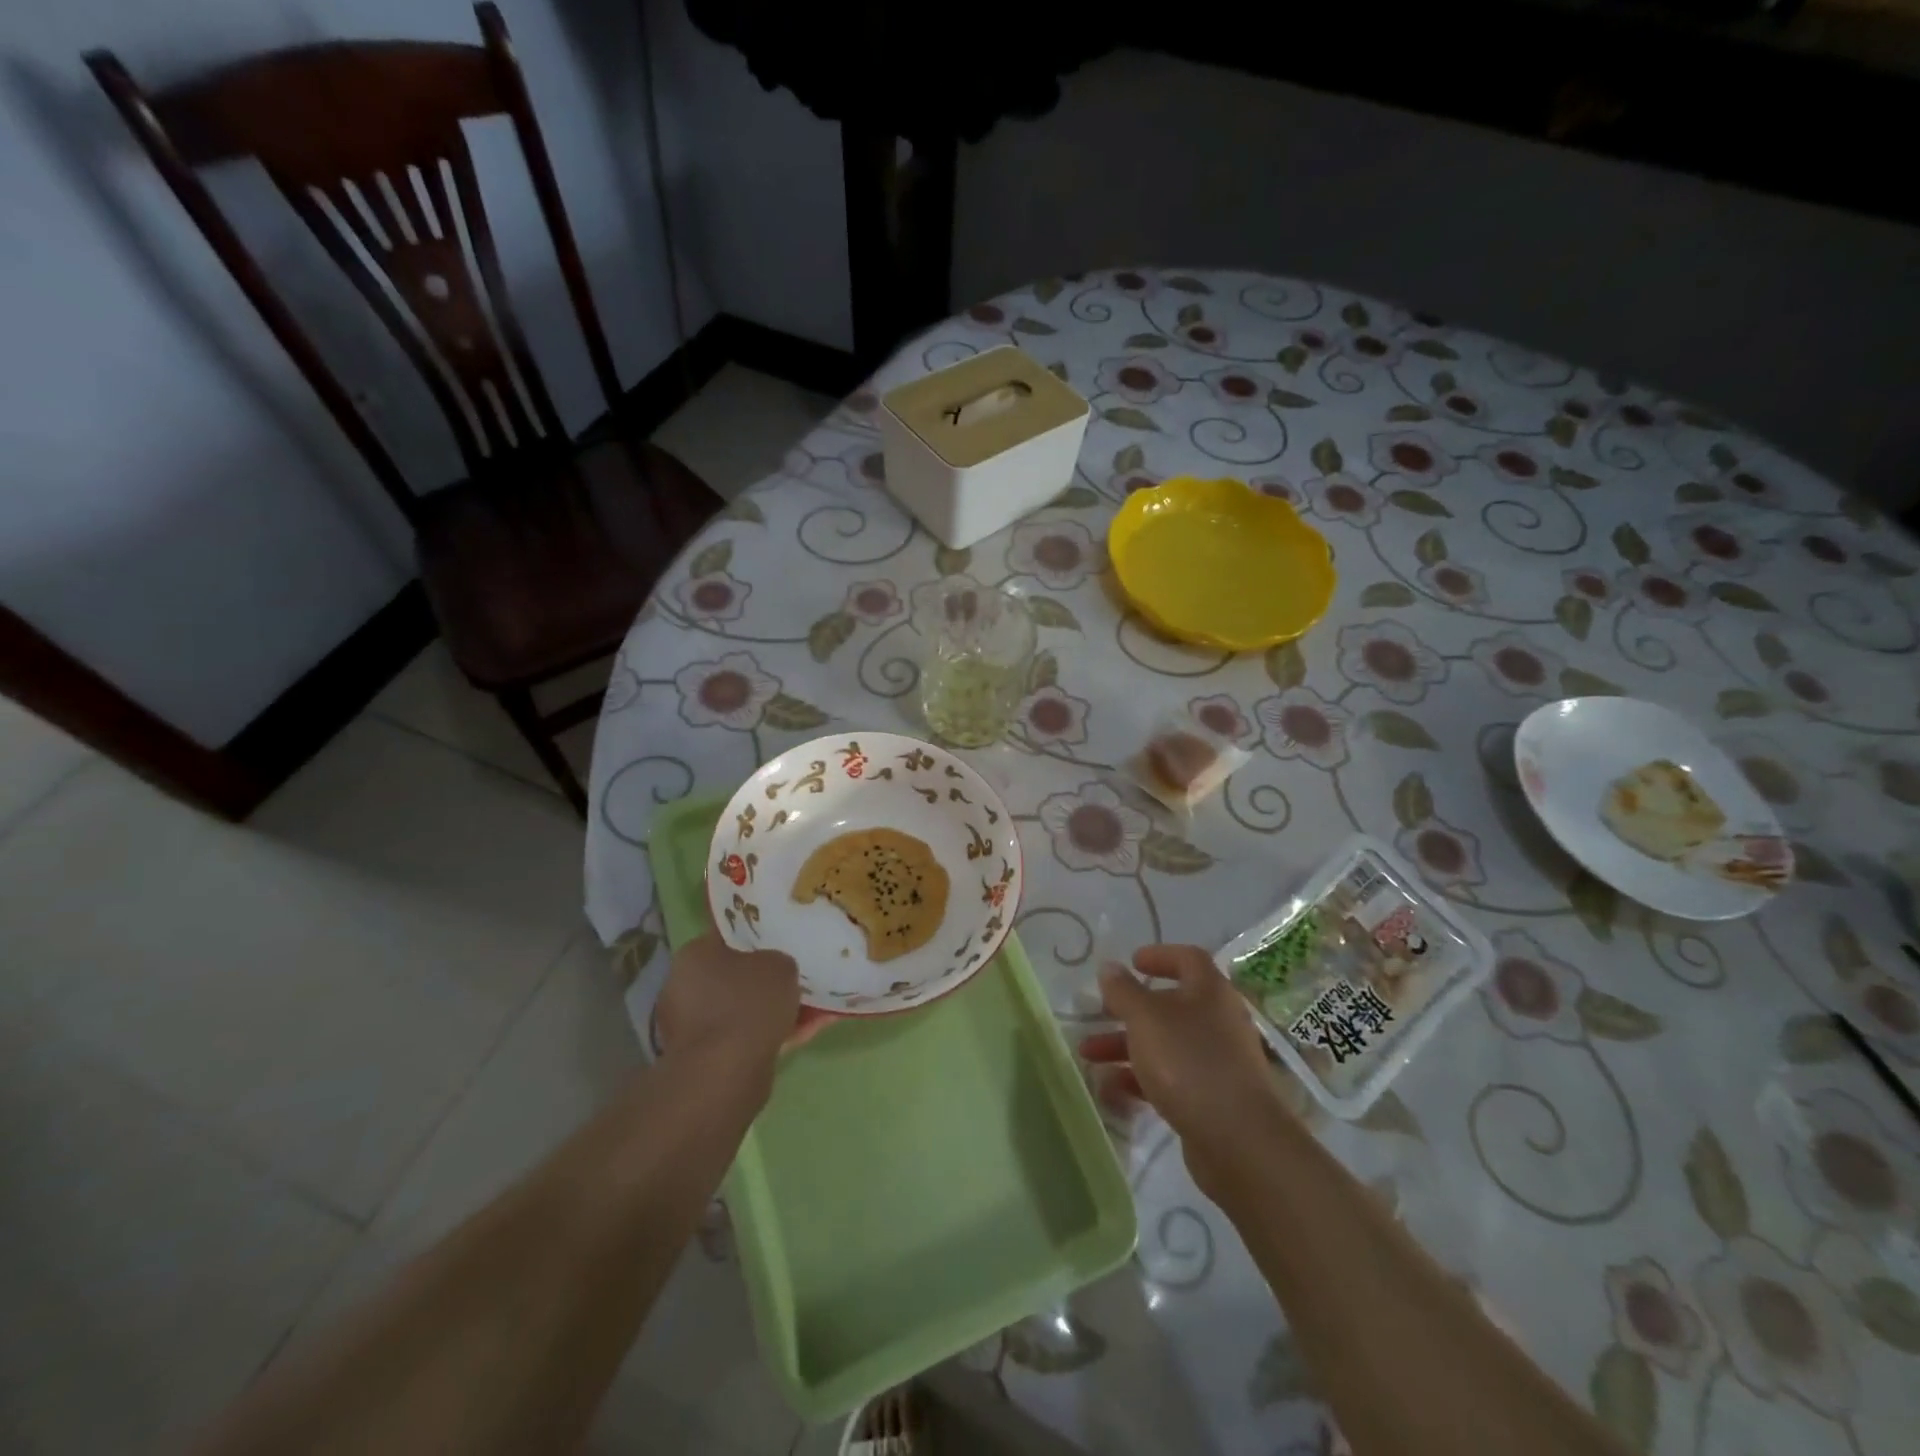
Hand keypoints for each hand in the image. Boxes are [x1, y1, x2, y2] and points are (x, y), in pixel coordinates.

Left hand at [655, 934, 807, 1087]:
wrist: (725, 1074)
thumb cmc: (748, 1004)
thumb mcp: (779, 964)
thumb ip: (779, 960)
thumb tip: (776, 969)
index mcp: (694, 955)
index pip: (728, 934)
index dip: (758, 933)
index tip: (783, 936)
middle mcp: (686, 987)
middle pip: (737, 974)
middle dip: (768, 976)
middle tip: (801, 972)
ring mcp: (694, 1026)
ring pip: (746, 1008)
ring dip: (776, 1007)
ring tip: (816, 1004)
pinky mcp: (708, 1058)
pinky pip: (749, 1036)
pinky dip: (777, 1032)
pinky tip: (810, 1030)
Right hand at [1079, 944, 1281, 1192]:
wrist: (1239, 1141)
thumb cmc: (1189, 1062)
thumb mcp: (1146, 1019)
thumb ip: (1123, 991)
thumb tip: (1110, 968)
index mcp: (1210, 991)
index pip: (1188, 958)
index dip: (1160, 955)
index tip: (1132, 962)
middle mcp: (1218, 1021)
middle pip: (1169, 1005)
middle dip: (1129, 1010)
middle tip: (1099, 1013)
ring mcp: (1217, 1062)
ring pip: (1165, 1044)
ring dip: (1125, 1046)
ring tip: (1088, 1056)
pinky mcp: (1211, 1099)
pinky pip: (1170, 1079)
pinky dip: (1140, 1079)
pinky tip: (1110, 1090)